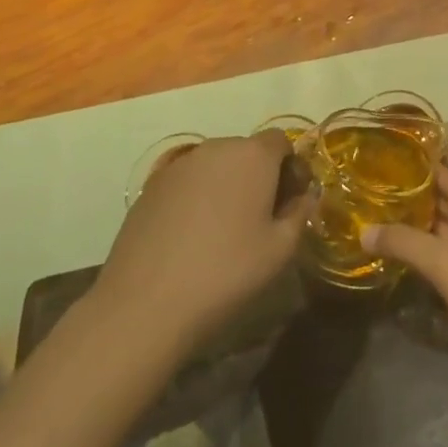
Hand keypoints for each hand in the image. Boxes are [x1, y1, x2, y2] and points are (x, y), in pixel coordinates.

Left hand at [91, 132, 314, 353]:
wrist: (144, 305)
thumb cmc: (225, 273)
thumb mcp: (280, 250)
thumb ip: (300, 213)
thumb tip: (303, 197)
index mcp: (253, 155)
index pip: (281, 141)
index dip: (290, 167)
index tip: (289, 201)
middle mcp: (216, 148)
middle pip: (247, 151)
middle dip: (258, 175)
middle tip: (259, 218)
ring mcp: (178, 165)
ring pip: (215, 166)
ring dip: (225, 185)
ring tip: (221, 229)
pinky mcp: (150, 187)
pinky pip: (186, 182)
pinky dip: (195, 198)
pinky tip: (189, 237)